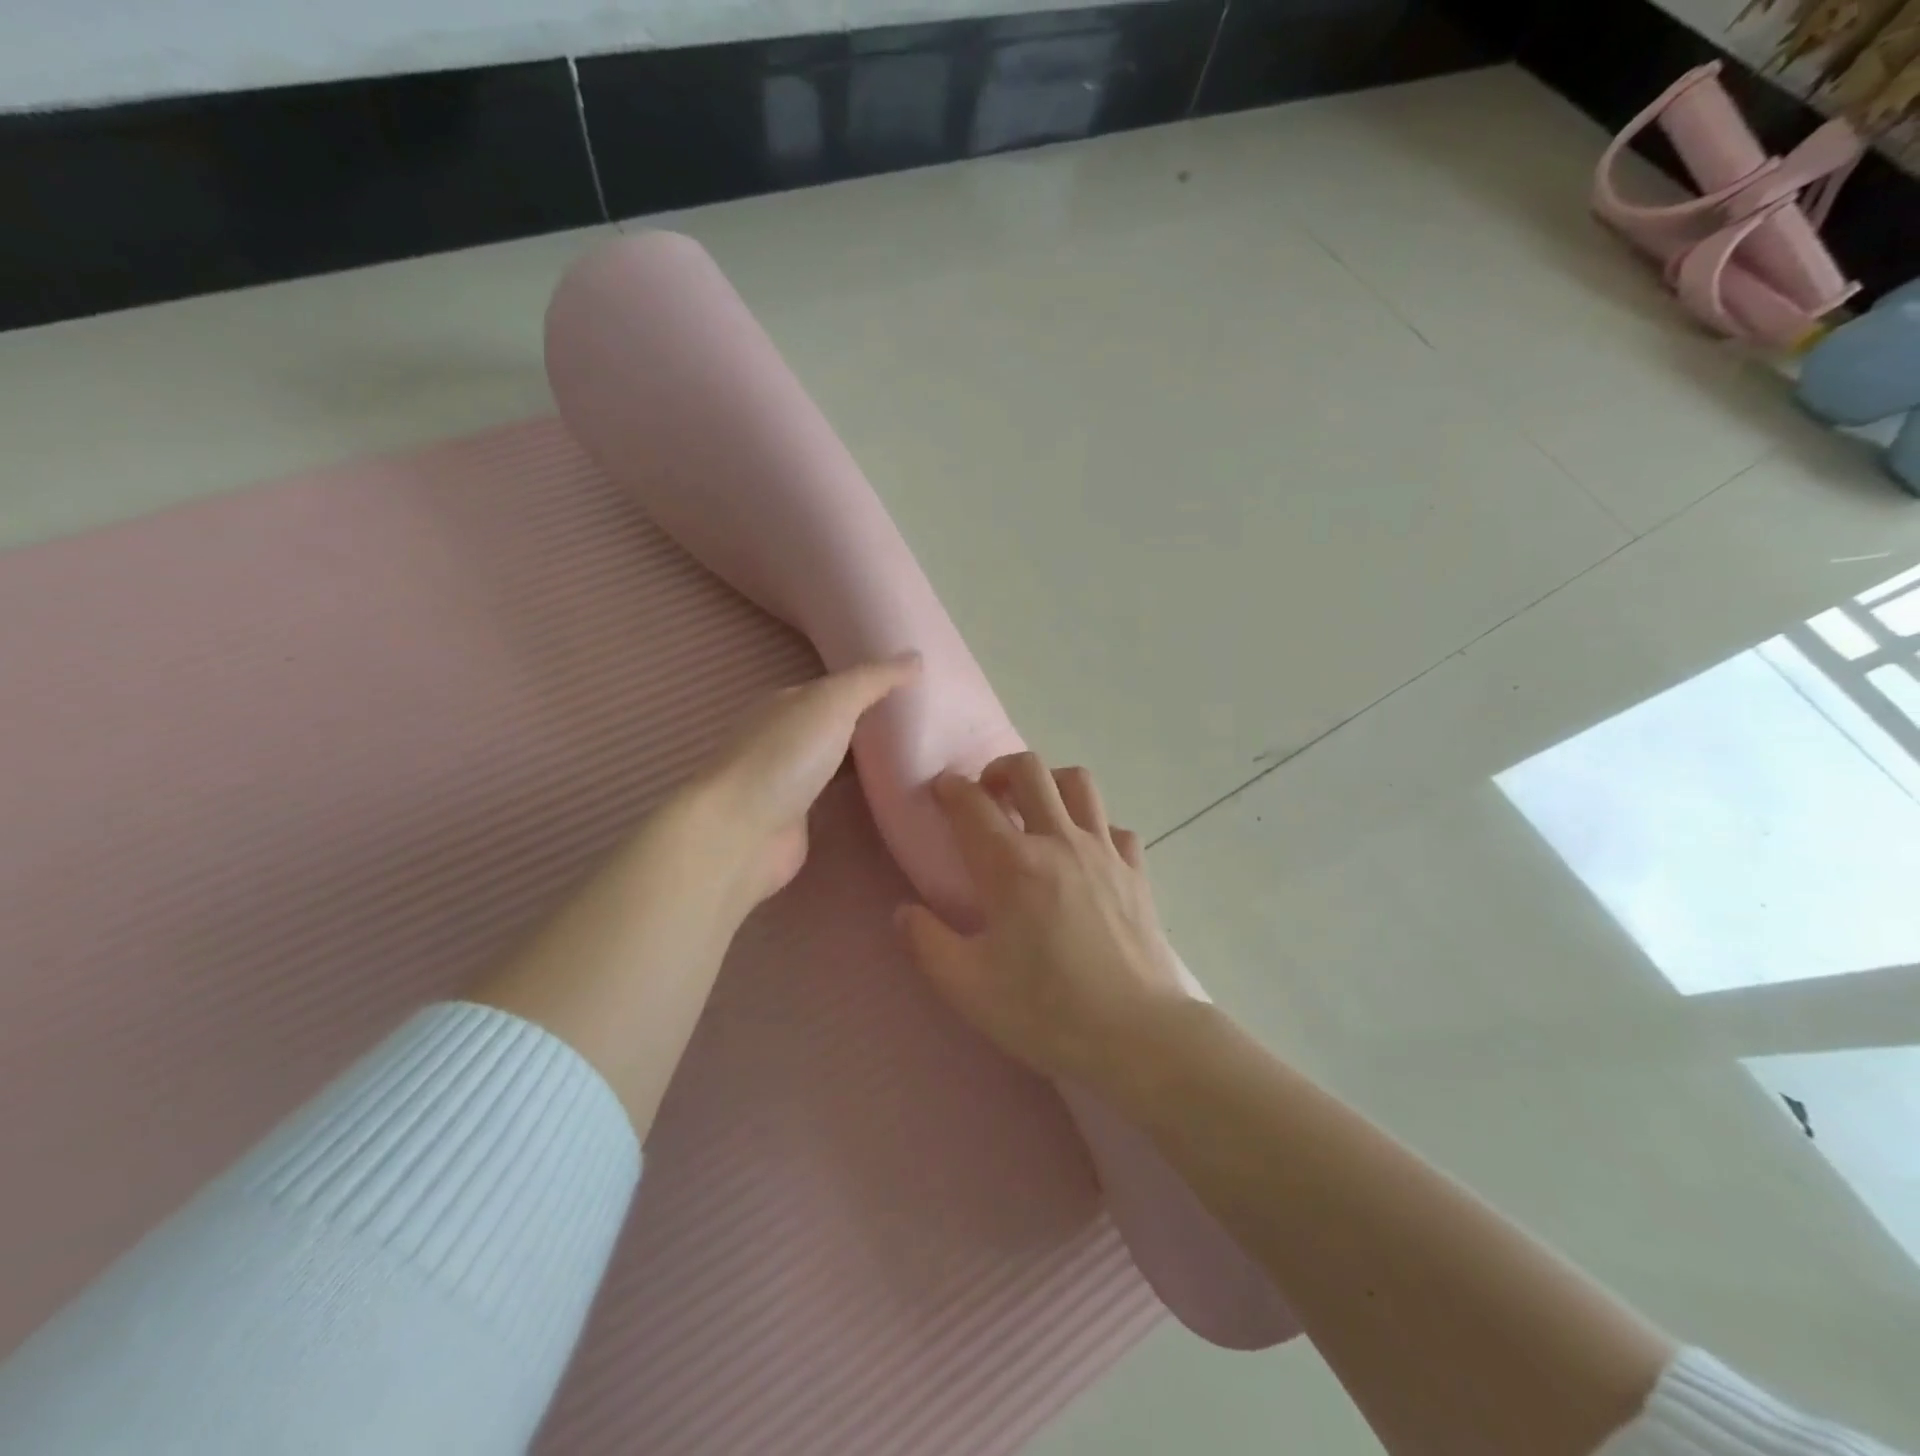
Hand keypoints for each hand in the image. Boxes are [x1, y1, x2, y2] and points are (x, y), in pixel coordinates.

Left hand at [686, 653, 920, 911]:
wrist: (742, 833)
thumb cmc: (785, 757)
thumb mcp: (834, 701)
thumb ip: (874, 679)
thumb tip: (916, 656)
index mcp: (788, 704)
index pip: (836, 688)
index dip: (874, 686)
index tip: (919, 691)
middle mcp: (786, 739)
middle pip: (839, 727)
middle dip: (875, 727)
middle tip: (930, 728)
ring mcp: (790, 783)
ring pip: (840, 765)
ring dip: (871, 765)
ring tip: (923, 762)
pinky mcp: (798, 821)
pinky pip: (839, 800)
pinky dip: (862, 797)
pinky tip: (894, 797)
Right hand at [895, 752, 1196, 1089]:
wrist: (1137, 1035)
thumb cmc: (1046, 1010)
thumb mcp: (967, 987)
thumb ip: (926, 943)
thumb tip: (903, 912)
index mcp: (1011, 865)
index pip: (972, 803)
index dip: (950, 788)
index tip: (941, 788)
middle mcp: (1058, 842)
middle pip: (1029, 770)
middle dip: (1000, 768)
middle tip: (987, 792)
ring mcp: (1104, 852)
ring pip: (1079, 783)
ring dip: (1051, 782)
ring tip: (1037, 808)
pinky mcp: (1136, 873)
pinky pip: (1115, 828)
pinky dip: (1097, 828)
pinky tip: (1086, 853)